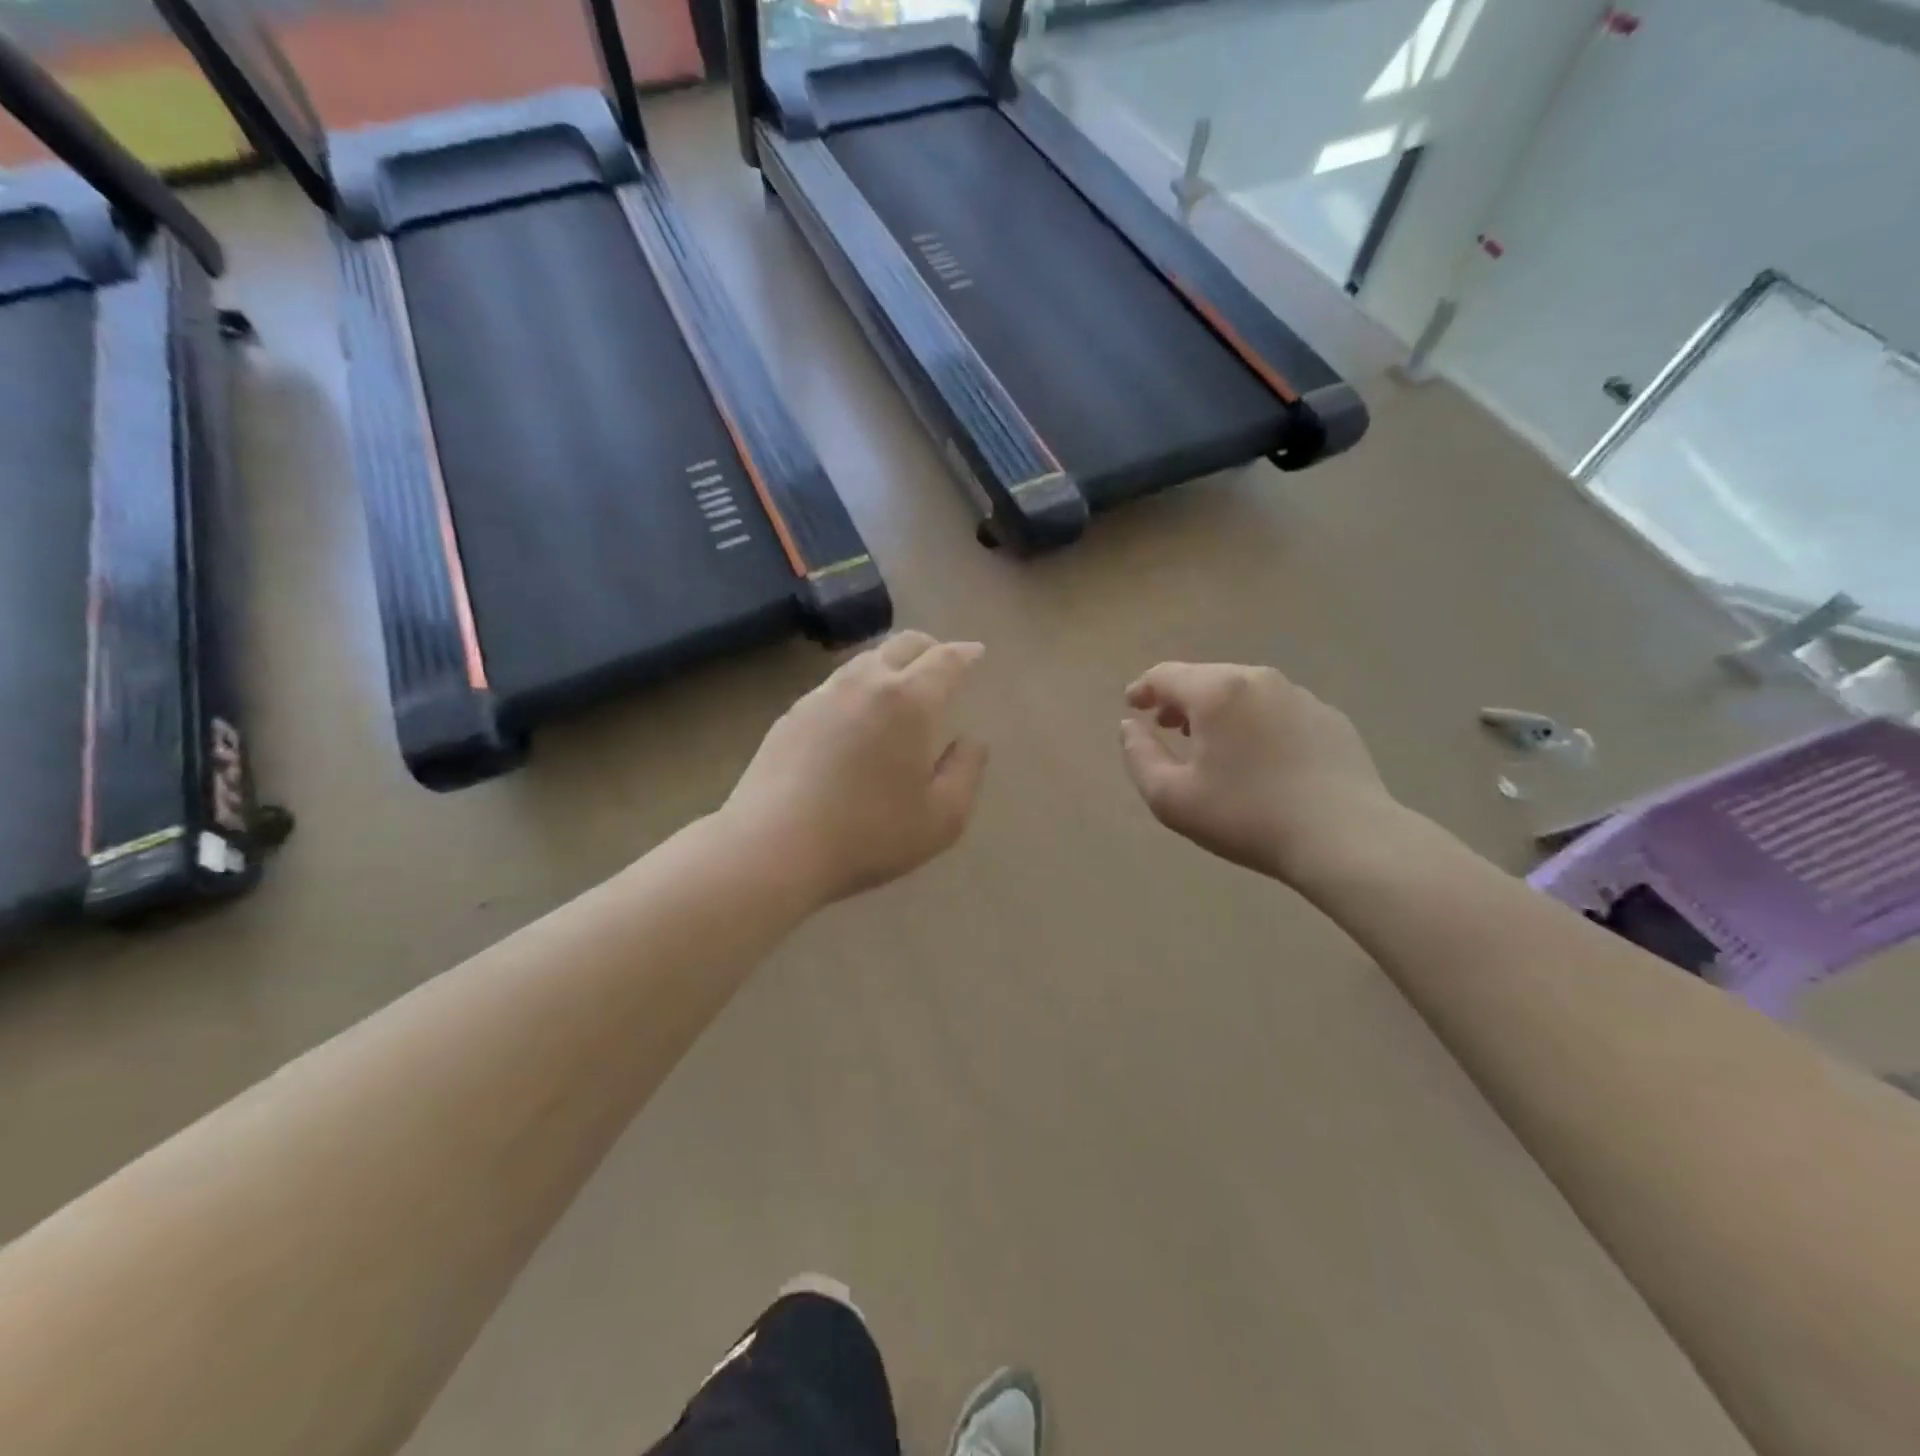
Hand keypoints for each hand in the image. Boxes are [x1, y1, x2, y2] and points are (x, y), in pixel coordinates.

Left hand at [725, 631, 989, 909]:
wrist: (773, 846)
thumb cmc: (869, 835)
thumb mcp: (942, 818)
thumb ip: (966, 771)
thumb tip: (970, 741)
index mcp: (910, 700)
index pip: (945, 660)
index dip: (966, 653)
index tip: (976, 653)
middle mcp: (866, 682)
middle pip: (903, 643)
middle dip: (930, 648)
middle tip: (942, 665)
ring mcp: (823, 694)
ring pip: (865, 658)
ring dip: (891, 661)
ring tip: (900, 685)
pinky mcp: (792, 713)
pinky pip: (836, 683)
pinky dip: (859, 684)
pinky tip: (855, 713)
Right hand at [1119, 663, 1397, 882]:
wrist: (1346, 839)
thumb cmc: (1247, 816)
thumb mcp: (1171, 798)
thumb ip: (1139, 756)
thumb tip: (1130, 727)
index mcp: (1218, 691)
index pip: (1166, 675)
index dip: (1143, 689)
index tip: (1132, 707)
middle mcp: (1259, 680)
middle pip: (1206, 678)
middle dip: (1180, 699)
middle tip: (1167, 727)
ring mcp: (1301, 696)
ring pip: (1244, 692)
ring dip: (1218, 710)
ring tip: (1211, 743)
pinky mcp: (1330, 719)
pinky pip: (1277, 710)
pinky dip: (1255, 722)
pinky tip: (1260, 759)